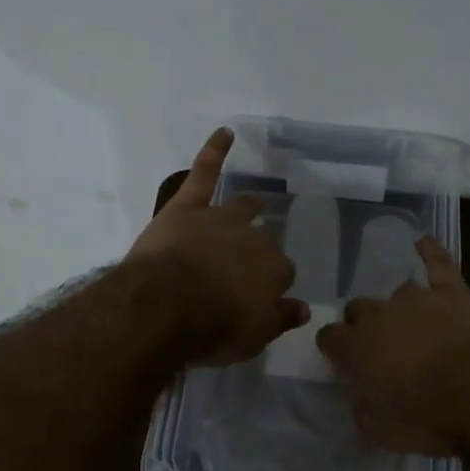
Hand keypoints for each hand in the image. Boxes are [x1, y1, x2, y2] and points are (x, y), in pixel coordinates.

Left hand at [129, 127, 309, 364]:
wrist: (165, 305)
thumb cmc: (211, 328)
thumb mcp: (253, 337)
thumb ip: (280, 319)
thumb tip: (304, 308)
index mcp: (272, 270)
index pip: (282, 273)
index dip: (273, 284)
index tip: (265, 294)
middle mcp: (253, 238)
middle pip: (263, 240)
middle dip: (260, 248)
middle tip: (249, 262)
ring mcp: (220, 217)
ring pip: (241, 206)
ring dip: (250, 205)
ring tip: (256, 202)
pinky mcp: (188, 205)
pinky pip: (205, 171)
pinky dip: (215, 150)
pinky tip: (225, 133)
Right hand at [316, 236, 469, 454]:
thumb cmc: (429, 419)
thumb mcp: (382, 431)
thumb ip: (363, 407)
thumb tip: (360, 396)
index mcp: (356, 347)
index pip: (329, 337)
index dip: (334, 347)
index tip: (342, 359)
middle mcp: (379, 314)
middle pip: (359, 308)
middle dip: (364, 324)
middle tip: (382, 347)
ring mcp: (416, 297)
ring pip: (397, 291)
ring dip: (400, 307)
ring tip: (413, 323)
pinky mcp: (452, 290)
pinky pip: (437, 262)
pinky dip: (429, 251)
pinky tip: (422, 242)